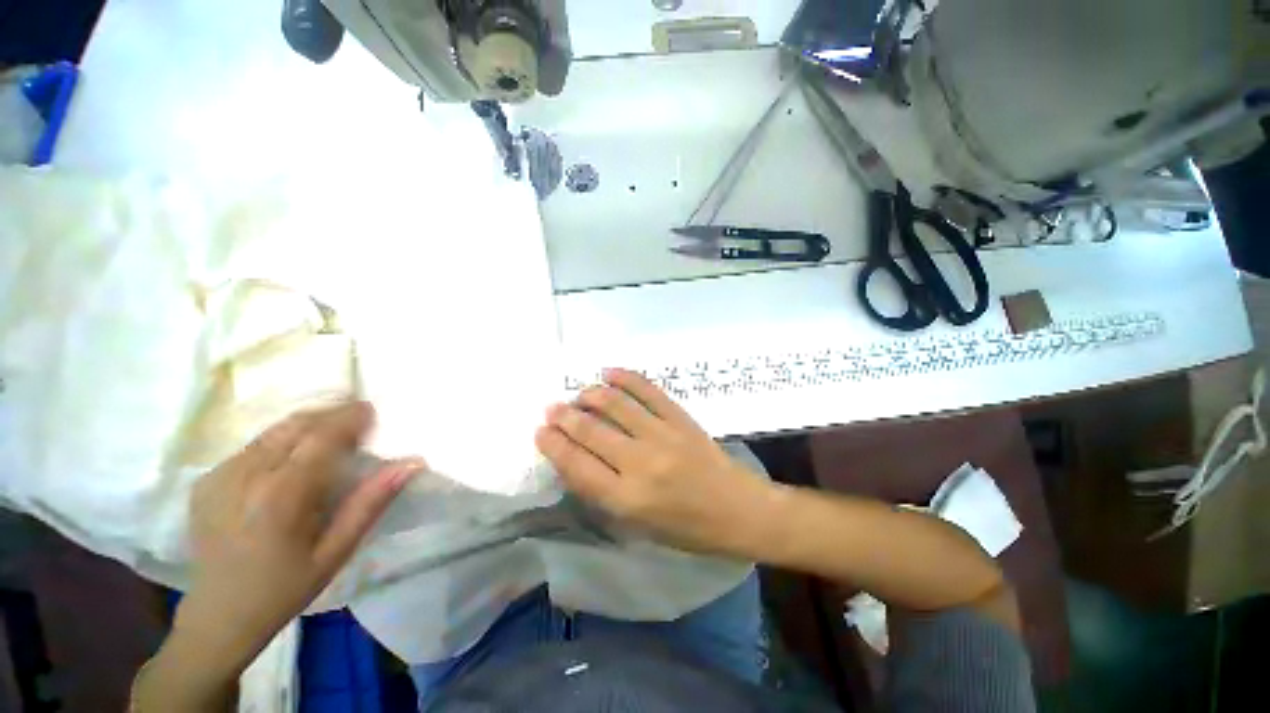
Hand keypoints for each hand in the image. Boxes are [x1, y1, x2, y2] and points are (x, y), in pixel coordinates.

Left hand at [175, 402, 422, 677]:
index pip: (320, 437)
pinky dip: (281, 440)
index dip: (349, 419)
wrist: (218, 615)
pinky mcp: (206, 481)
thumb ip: (371, 502)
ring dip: (307, 424)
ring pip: (272, 432)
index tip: (372, 410)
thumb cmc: (285, 587)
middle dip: (330, 414)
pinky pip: (252, 446)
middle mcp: (245, 477)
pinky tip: (295, 455)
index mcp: (280, 496)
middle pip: (294, 426)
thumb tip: (411, 463)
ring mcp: (219, 476)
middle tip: (357, 416)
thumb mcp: (337, 551)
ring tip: (332, 430)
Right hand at [536, 368, 772, 555]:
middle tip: (553, 408)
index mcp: (627, 500)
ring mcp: (662, 435)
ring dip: (590, 394)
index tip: (540, 431)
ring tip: (580, 393)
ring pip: (615, 404)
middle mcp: (640, 464)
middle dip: (564, 416)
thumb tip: (575, 458)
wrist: (737, 509)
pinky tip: (609, 373)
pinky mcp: (680, 418)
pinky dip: (626, 378)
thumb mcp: (638, 525)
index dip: (553, 445)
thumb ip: (604, 492)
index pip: (577, 465)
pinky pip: (648, 390)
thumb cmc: (686, 528)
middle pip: (590, 431)